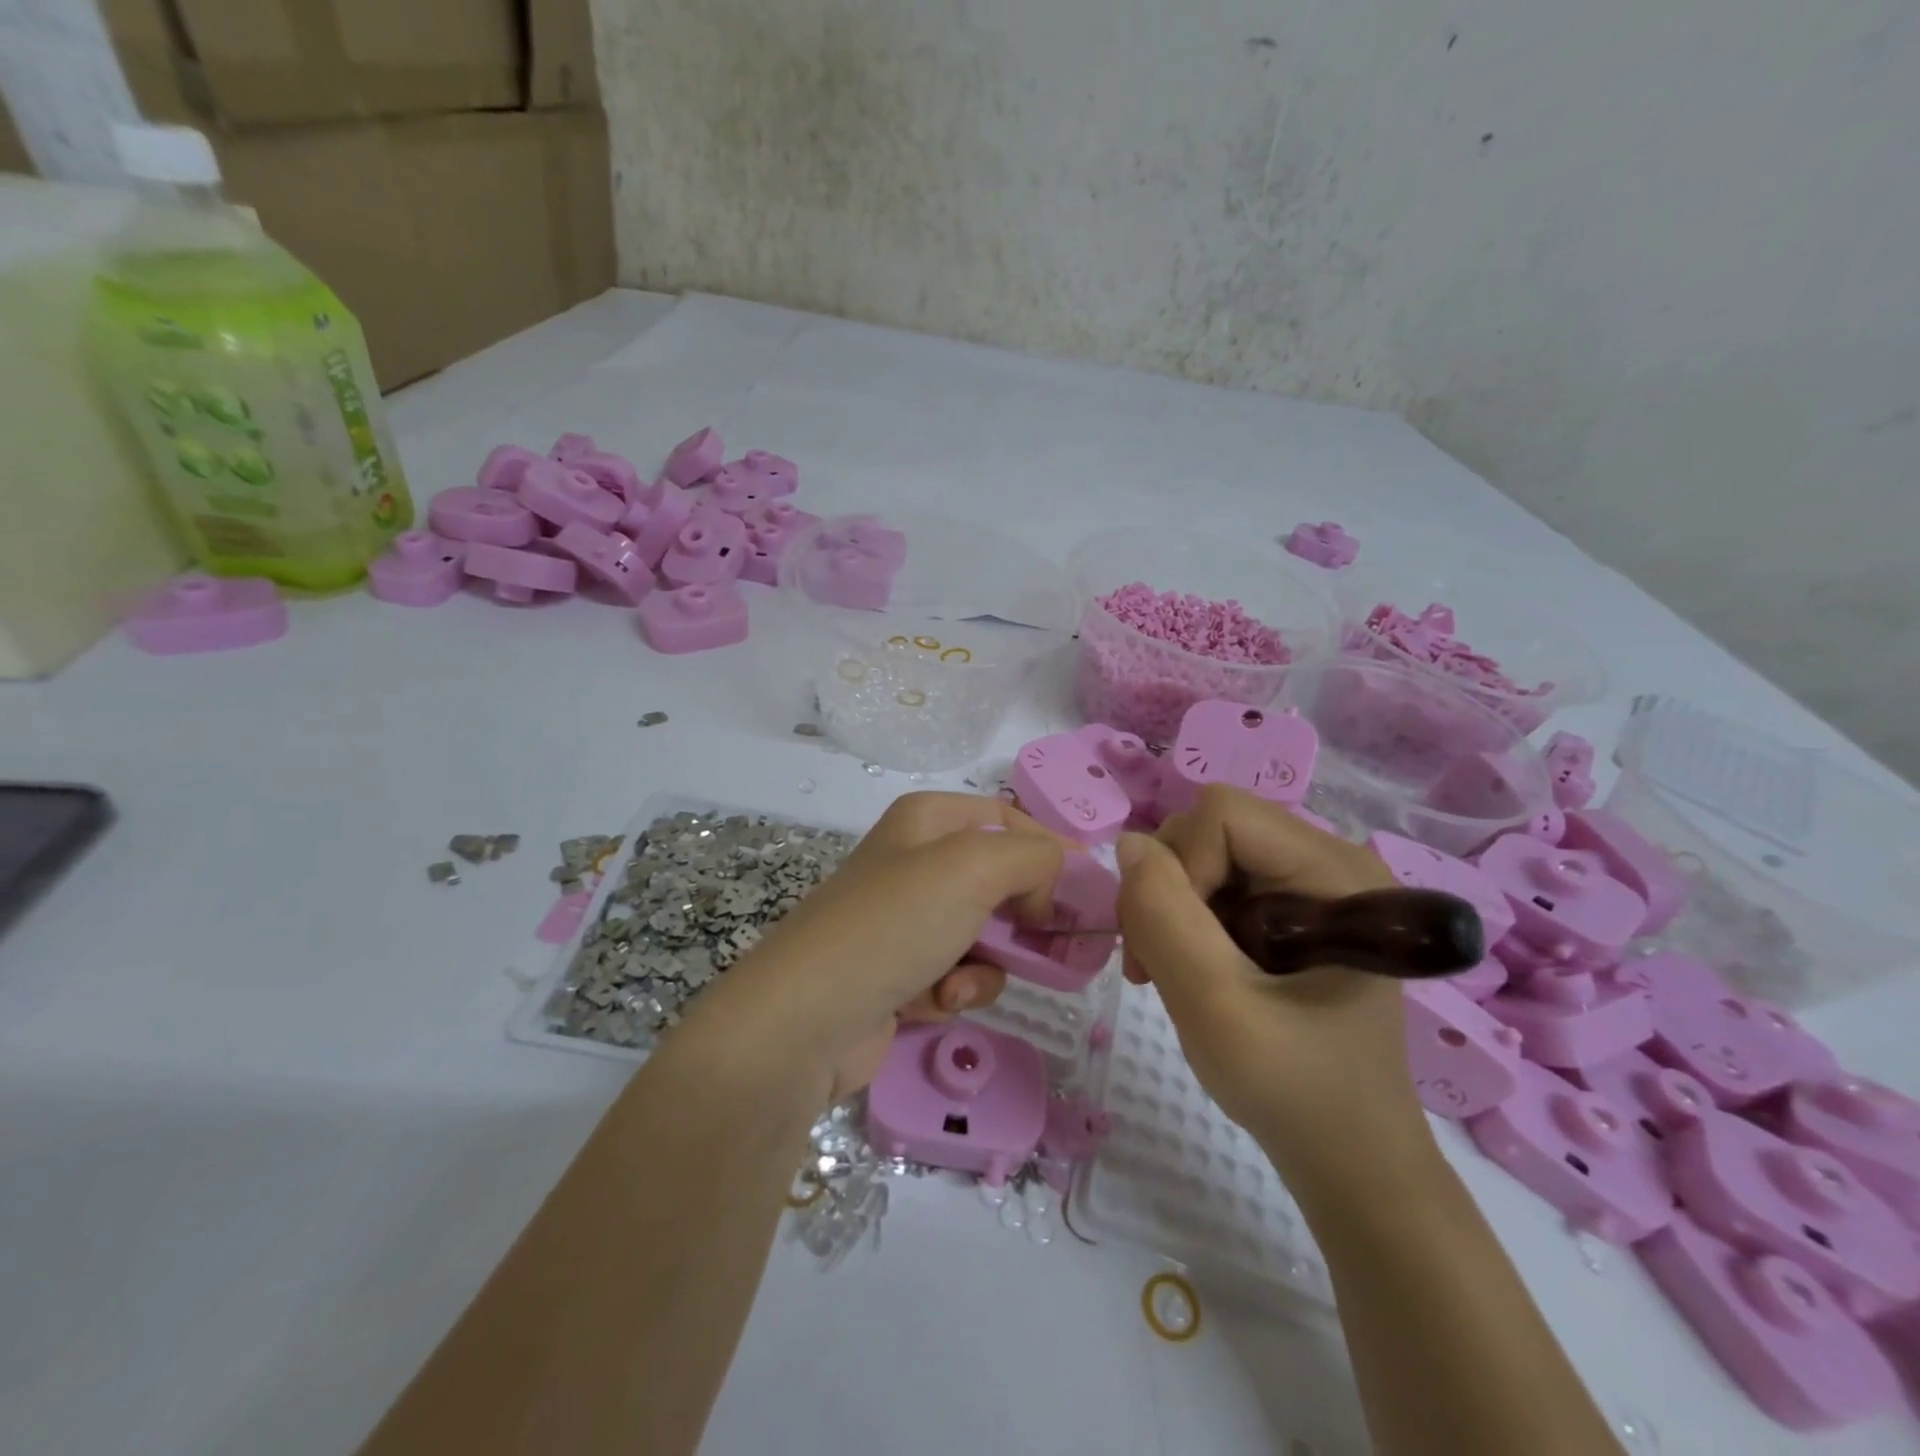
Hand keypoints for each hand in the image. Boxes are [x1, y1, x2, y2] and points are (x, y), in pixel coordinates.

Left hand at [685, 792, 1066, 1103]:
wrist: (805, 1020)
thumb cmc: (894, 924)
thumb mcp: (974, 867)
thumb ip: (1034, 856)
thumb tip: (1053, 880)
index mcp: (928, 820)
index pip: (1009, 819)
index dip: (1051, 851)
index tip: (1086, 892)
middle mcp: (915, 862)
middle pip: (1001, 879)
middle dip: (1026, 917)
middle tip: (1058, 948)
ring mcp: (906, 920)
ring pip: (986, 934)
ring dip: (989, 964)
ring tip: (962, 983)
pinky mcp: (900, 972)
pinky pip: (957, 974)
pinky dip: (958, 990)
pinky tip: (938, 1004)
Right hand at [1116, 786, 1434, 1192]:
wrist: (1348, 1160)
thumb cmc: (1295, 1092)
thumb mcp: (1217, 1008)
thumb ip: (1165, 919)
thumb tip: (1127, 845)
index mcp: (1337, 873)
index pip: (1224, 815)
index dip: (1180, 866)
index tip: (1176, 943)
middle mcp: (1329, 862)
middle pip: (1211, 829)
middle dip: (1168, 889)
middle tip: (1154, 964)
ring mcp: (1311, 884)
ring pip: (1203, 854)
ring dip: (1168, 908)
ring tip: (1166, 973)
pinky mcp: (1292, 908)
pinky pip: (1214, 882)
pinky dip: (1183, 920)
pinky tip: (1187, 968)